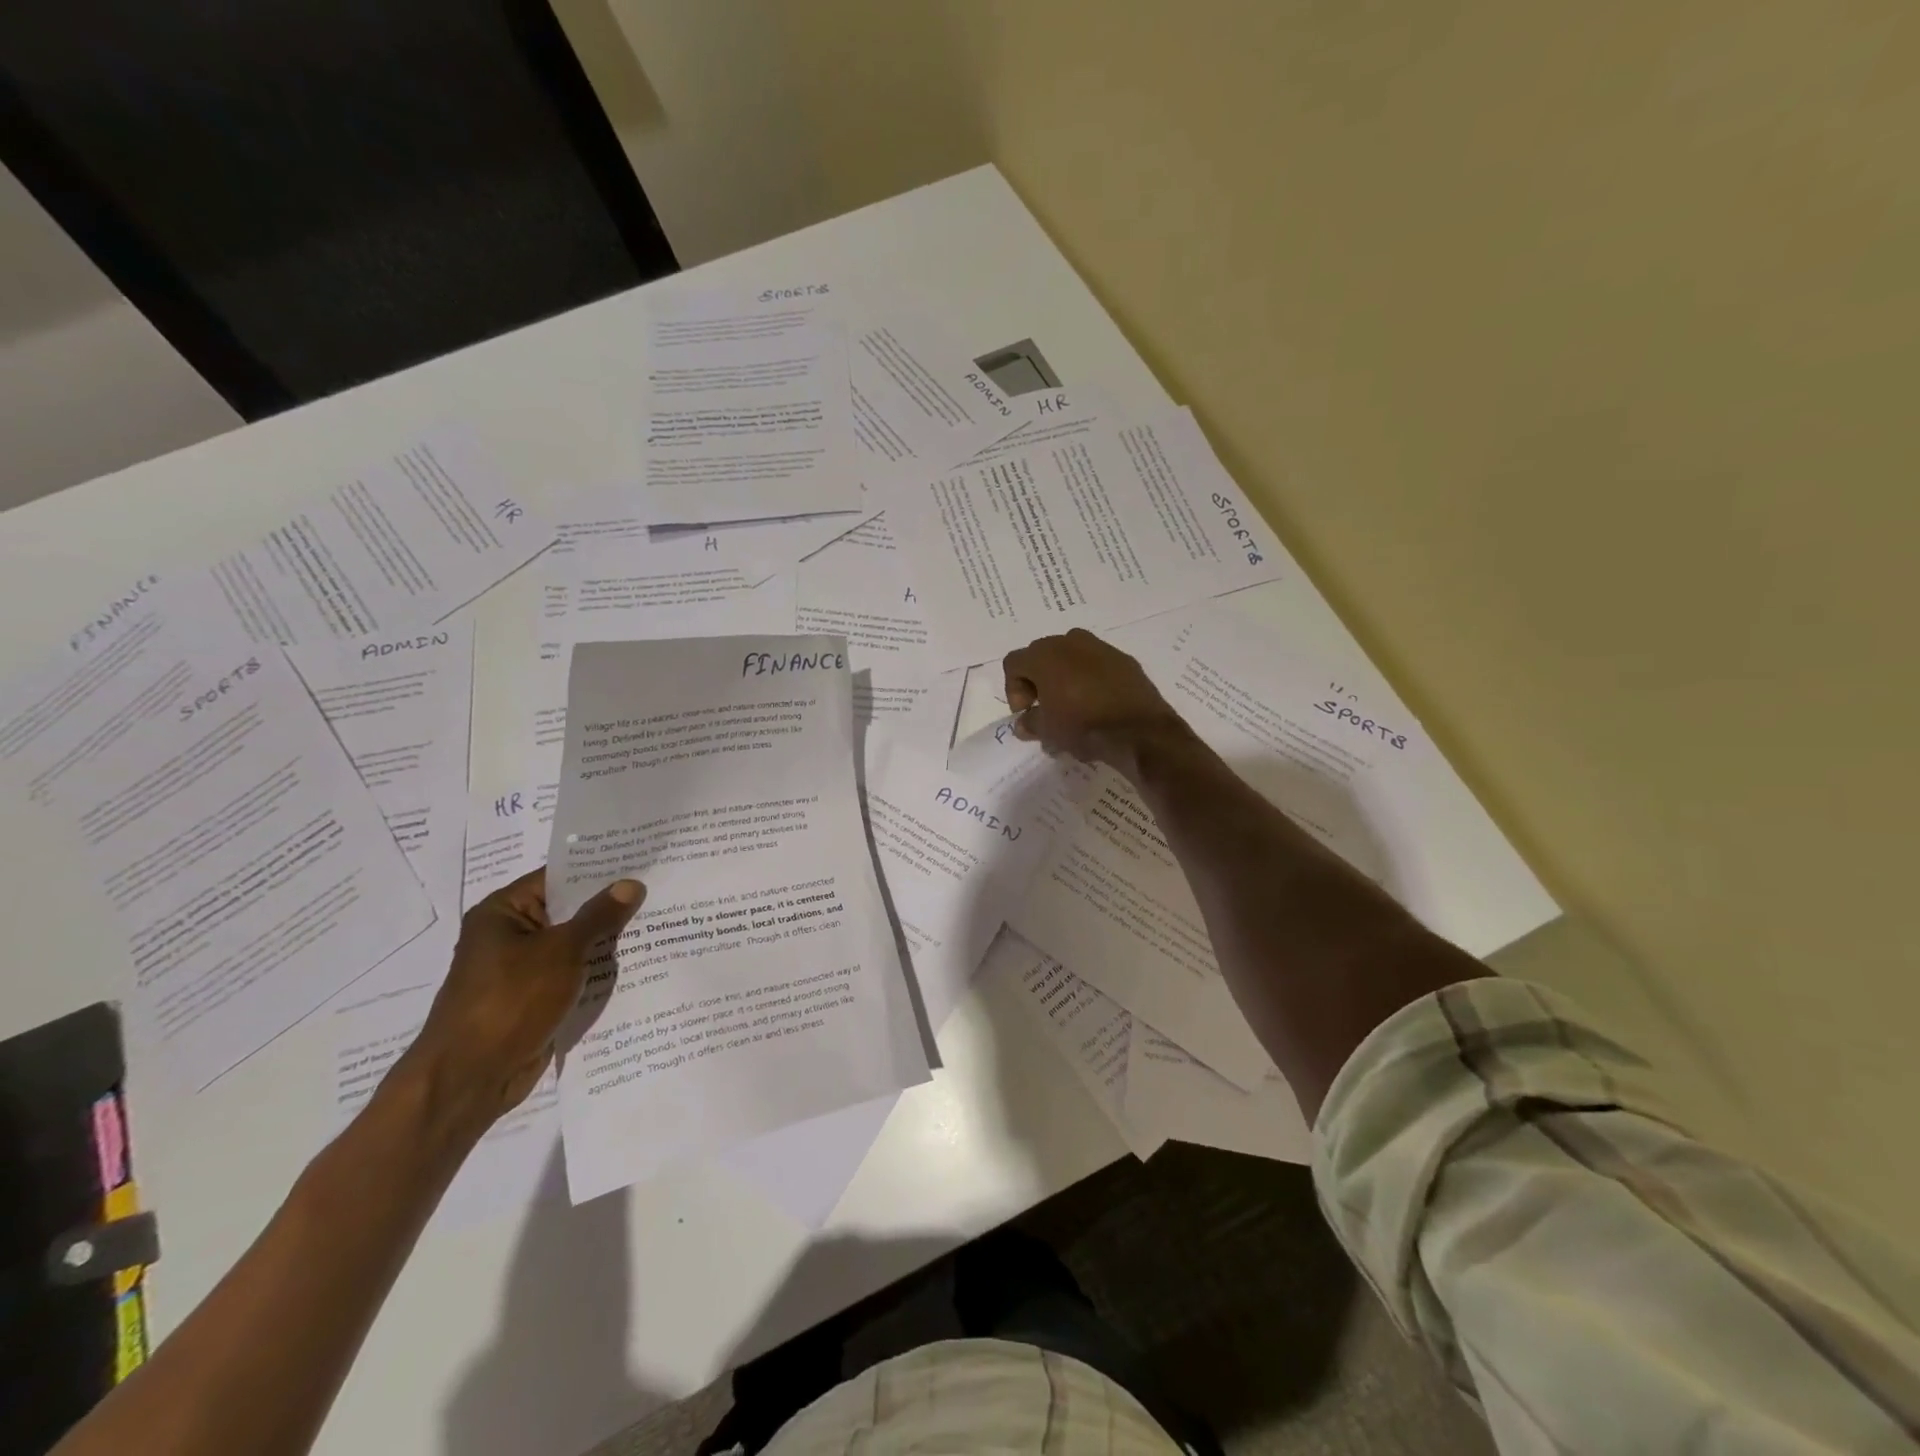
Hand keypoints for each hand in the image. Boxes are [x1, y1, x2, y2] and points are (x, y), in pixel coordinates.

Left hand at [400, 868, 644, 1131]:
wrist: (469, 1079)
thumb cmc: (510, 1001)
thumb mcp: (561, 951)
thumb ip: (598, 916)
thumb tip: (631, 884)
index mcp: (503, 912)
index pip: (558, 878)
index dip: (599, 870)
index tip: (642, 861)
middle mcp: (510, 935)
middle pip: (569, 911)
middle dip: (611, 906)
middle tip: (660, 890)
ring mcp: (522, 970)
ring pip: (575, 945)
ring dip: (609, 941)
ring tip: (661, 922)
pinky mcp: (535, 1000)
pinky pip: (574, 975)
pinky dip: (599, 971)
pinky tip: (640, 964)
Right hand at [1003, 629, 1188, 770]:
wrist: (1139, 730)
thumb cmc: (1083, 726)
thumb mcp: (1048, 731)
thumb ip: (1030, 723)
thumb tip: (1024, 723)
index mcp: (1044, 655)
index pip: (1014, 663)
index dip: (1013, 689)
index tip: (1026, 712)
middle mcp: (1070, 642)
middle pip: (1041, 655)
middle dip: (1037, 680)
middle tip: (1044, 707)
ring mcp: (1100, 647)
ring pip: (1070, 656)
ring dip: (1064, 676)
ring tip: (1071, 704)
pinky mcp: (1124, 659)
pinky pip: (1096, 664)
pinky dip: (1090, 678)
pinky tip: (1097, 703)